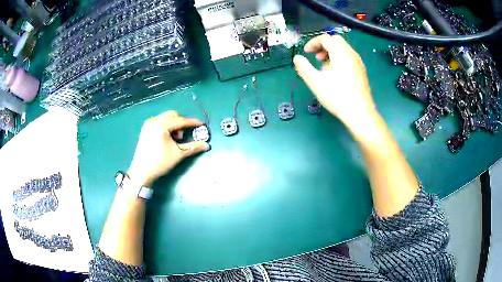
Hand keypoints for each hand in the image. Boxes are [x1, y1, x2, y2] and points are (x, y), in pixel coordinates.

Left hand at [127, 111, 209, 186]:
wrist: (141, 172)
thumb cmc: (160, 162)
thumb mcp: (178, 154)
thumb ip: (193, 147)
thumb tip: (207, 145)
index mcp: (161, 126)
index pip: (180, 121)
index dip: (192, 123)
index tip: (201, 125)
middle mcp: (154, 121)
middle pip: (173, 115)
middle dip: (181, 124)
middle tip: (181, 137)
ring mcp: (148, 124)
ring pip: (166, 118)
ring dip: (173, 125)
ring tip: (174, 139)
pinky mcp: (145, 129)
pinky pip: (159, 121)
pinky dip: (166, 126)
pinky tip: (166, 138)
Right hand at [293, 35, 377, 130]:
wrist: (359, 112)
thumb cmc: (337, 96)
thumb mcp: (315, 81)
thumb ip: (303, 67)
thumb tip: (297, 58)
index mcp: (340, 52)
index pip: (325, 38)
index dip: (313, 43)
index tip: (306, 52)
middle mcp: (351, 54)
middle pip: (336, 40)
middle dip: (323, 45)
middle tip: (315, 57)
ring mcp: (358, 62)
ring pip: (343, 49)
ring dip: (331, 52)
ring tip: (324, 67)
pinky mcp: (362, 71)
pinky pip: (349, 58)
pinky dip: (339, 59)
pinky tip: (335, 75)